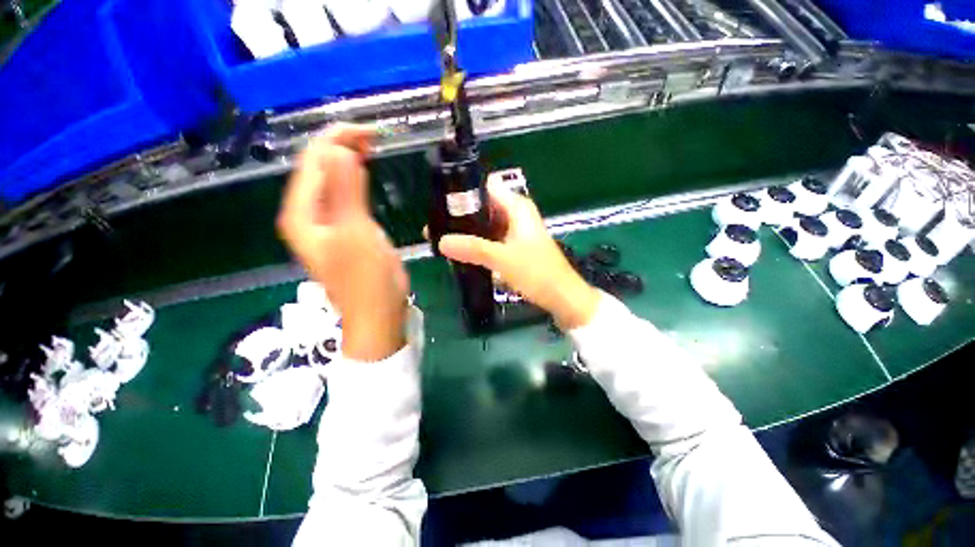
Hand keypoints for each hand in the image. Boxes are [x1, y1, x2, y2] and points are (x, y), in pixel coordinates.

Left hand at [278, 124, 408, 360]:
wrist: (377, 313)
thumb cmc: (366, 279)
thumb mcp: (356, 234)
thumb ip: (346, 192)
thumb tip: (339, 150)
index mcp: (302, 213)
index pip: (313, 162)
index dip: (338, 139)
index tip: (372, 132)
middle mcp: (307, 214)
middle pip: (319, 168)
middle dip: (343, 146)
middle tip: (376, 136)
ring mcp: (326, 222)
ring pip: (332, 180)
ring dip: (349, 159)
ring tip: (372, 146)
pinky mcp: (344, 229)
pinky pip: (344, 195)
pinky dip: (356, 179)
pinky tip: (366, 171)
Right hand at [438, 182, 600, 329]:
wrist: (561, 296)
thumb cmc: (537, 273)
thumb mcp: (503, 259)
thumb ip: (473, 248)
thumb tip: (440, 241)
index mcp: (517, 207)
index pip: (486, 187)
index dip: (463, 192)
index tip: (439, 204)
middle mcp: (516, 214)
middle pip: (483, 206)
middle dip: (460, 216)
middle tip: (434, 227)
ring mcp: (516, 231)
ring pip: (486, 224)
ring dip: (468, 231)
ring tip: (442, 239)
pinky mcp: (515, 246)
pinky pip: (492, 238)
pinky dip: (478, 243)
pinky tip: (462, 252)